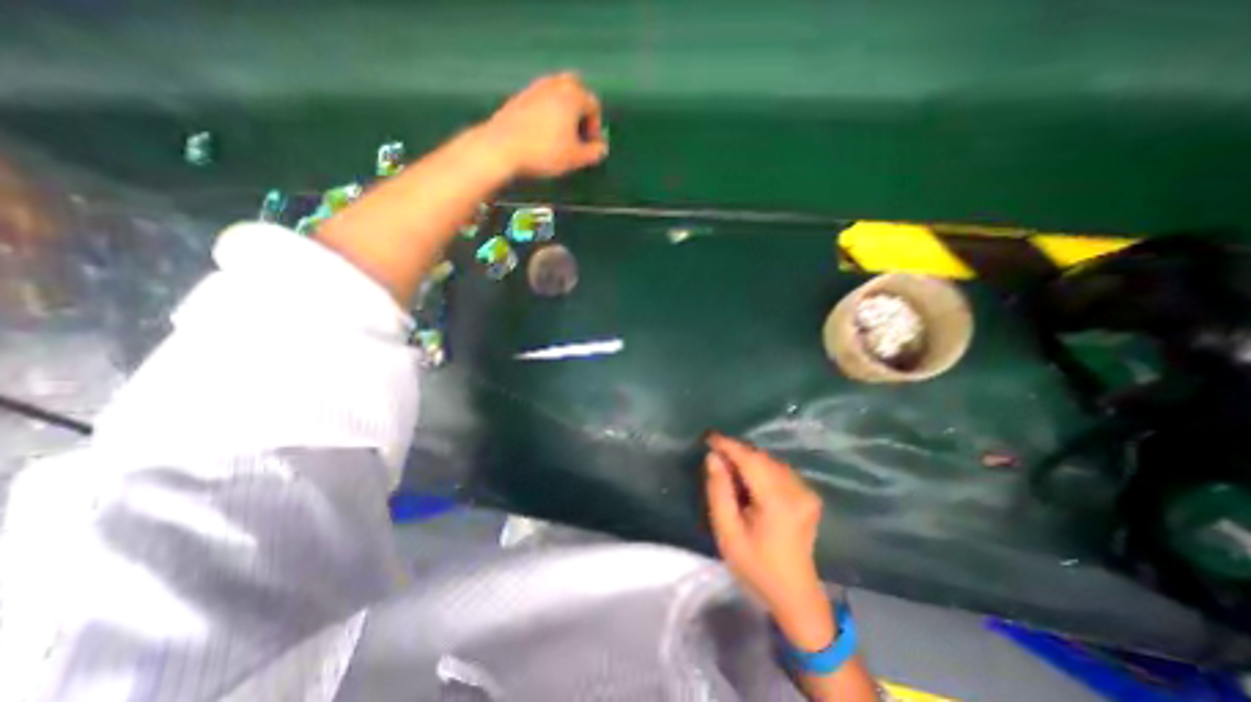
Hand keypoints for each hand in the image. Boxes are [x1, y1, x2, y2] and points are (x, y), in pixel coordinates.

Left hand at [478, 70, 607, 177]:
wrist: (502, 147)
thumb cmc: (544, 152)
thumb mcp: (575, 158)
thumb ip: (593, 153)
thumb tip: (602, 148)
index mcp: (572, 96)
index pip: (593, 104)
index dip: (596, 127)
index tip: (590, 146)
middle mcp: (555, 85)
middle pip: (575, 88)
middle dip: (581, 109)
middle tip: (578, 132)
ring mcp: (534, 88)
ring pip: (557, 92)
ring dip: (564, 110)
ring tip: (561, 135)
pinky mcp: (519, 98)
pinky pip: (541, 99)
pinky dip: (548, 111)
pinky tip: (543, 133)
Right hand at [704, 434, 840, 651]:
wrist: (795, 594)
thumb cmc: (756, 566)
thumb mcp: (728, 533)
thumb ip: (719, 492)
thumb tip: (713, 458)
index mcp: (777, 502)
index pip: (750, 461)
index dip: (729, 446)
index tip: (709, 437)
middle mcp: (796, 490)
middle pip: (761, 458)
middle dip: (736, 451)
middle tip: (714, 454)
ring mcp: (806, 491)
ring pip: (770, 461)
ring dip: (748, 459)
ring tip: (728, 466)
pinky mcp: (808, 494)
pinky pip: (779, 469)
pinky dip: (760, 467)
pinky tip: (749, 478)